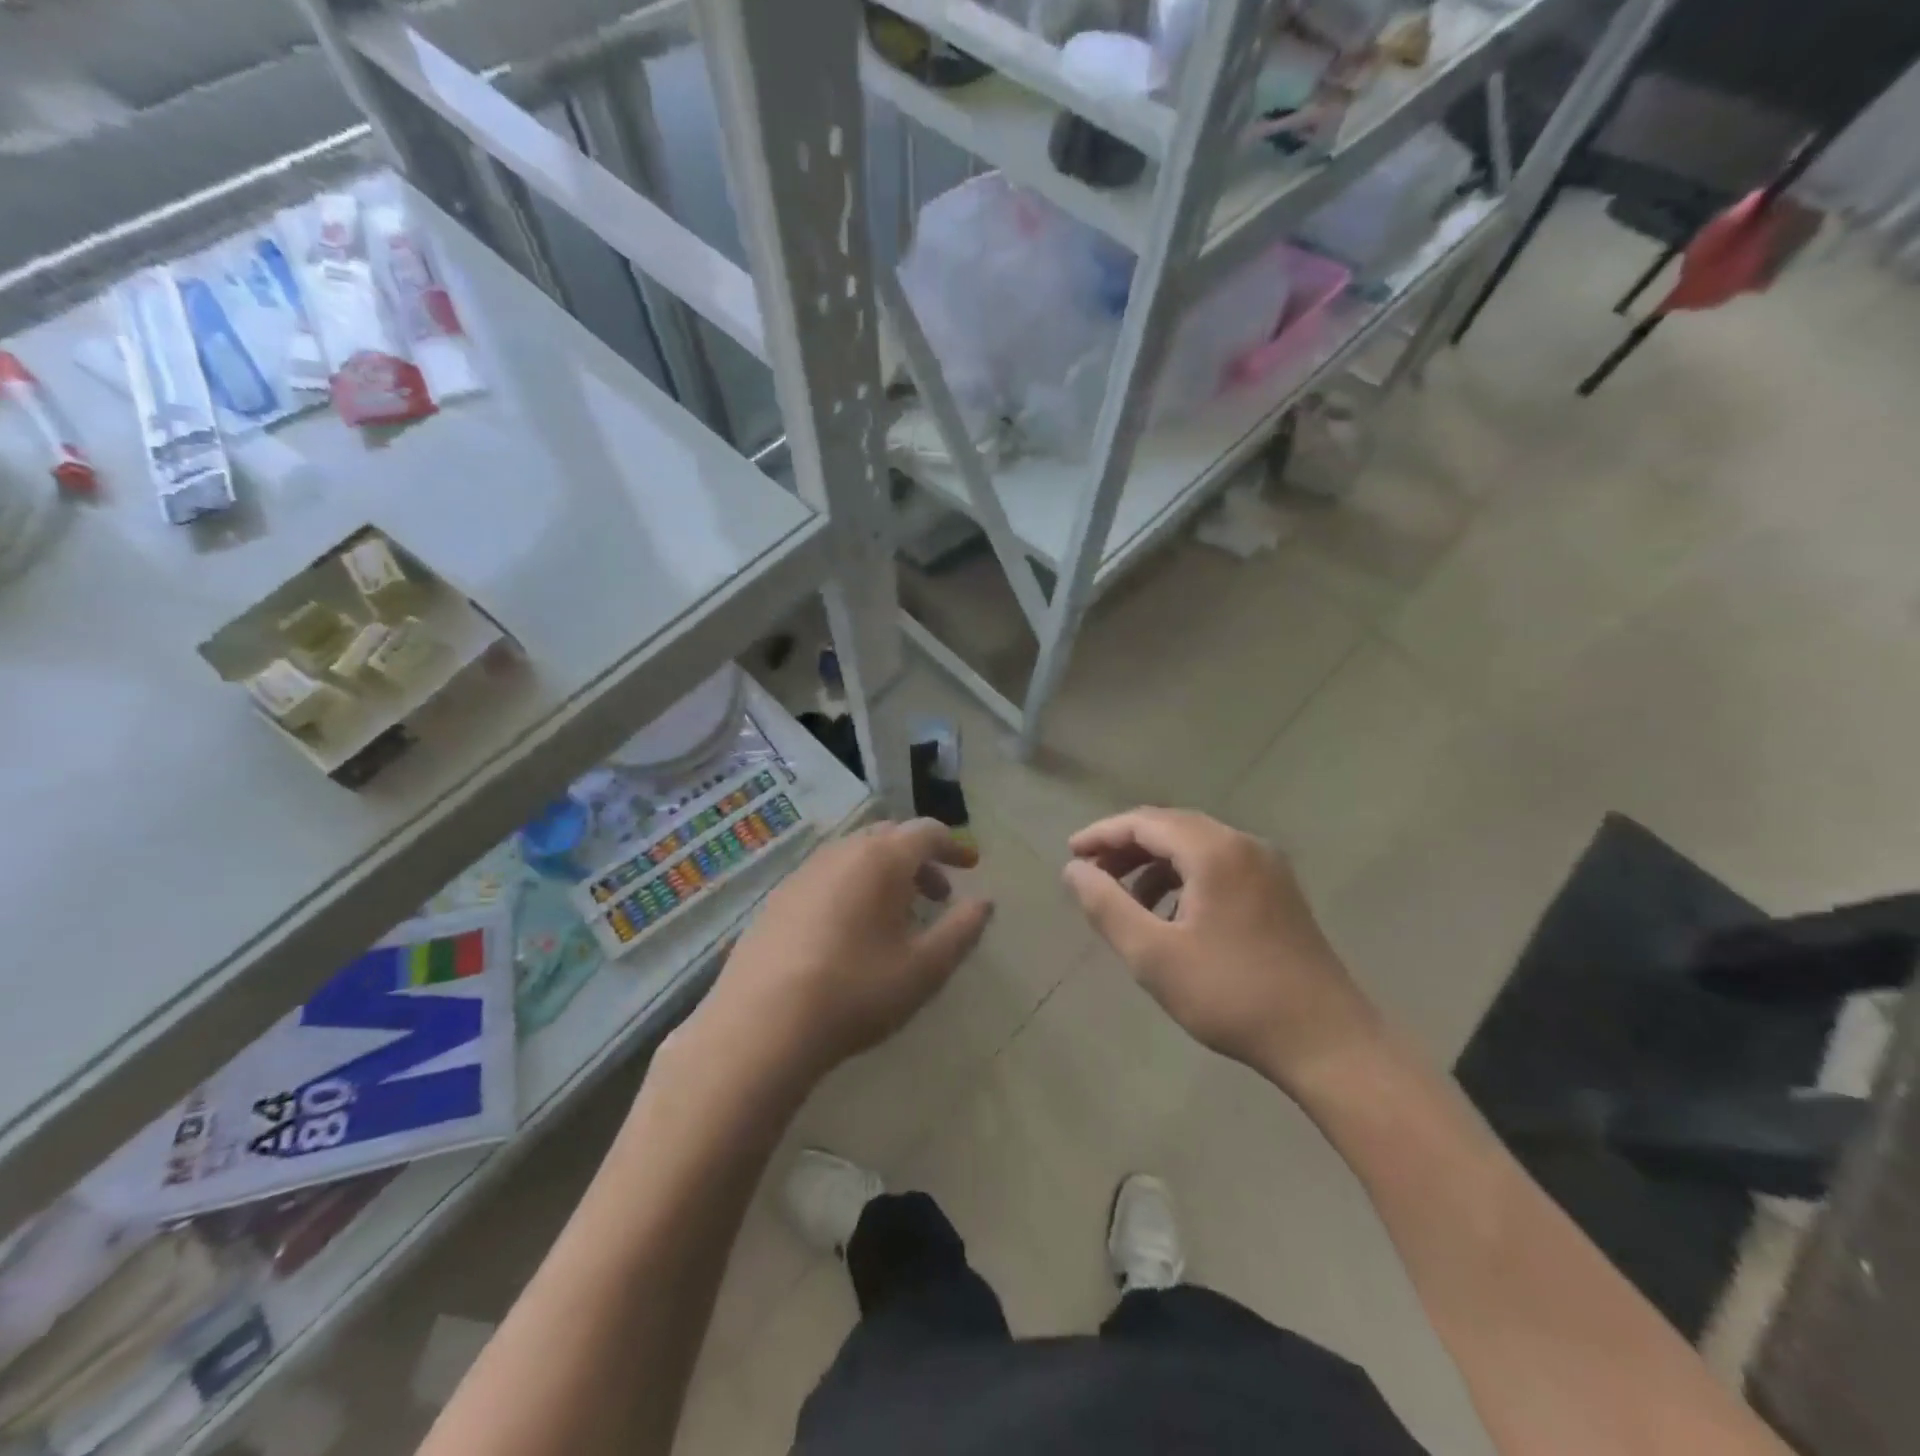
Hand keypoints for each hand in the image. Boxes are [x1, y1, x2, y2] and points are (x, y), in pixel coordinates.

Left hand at [696, 819, 993, 1086]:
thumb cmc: (856, 991)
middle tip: (937, 894)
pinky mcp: (778, 897)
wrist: (761, 1025)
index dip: (954, 844)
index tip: (971, 865)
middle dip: (919, 858)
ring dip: (884, 872)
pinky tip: (849, 930)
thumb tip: (984, 902)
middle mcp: (842, 852)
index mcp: (882, 859)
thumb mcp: (924, 968)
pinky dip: (852, 885)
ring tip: (895, 916)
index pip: (927, 832)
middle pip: (889, 836)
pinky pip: (827, 875)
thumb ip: (961, 930)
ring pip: (855, 854)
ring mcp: (804, 872)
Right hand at [1062, 808, 1381, 1092]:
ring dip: (1154, 863)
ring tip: (1126, 899)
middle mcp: (1243, 844)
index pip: (1145, 822)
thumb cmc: (1232, 996)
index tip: (1071, 855)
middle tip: (1092, 874)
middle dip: (1126, 846)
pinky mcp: (1279, 891)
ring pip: (1196, 846)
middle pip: (1171, 827)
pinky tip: (1171, 914)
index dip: (1102, 834)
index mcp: (1214, 851)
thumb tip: (1074, 870)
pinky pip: (1219, 864)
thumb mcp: (1154, 955)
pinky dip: (1185, 877)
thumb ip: (1107, 906)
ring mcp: (1267, 866)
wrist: (1327, 1041)